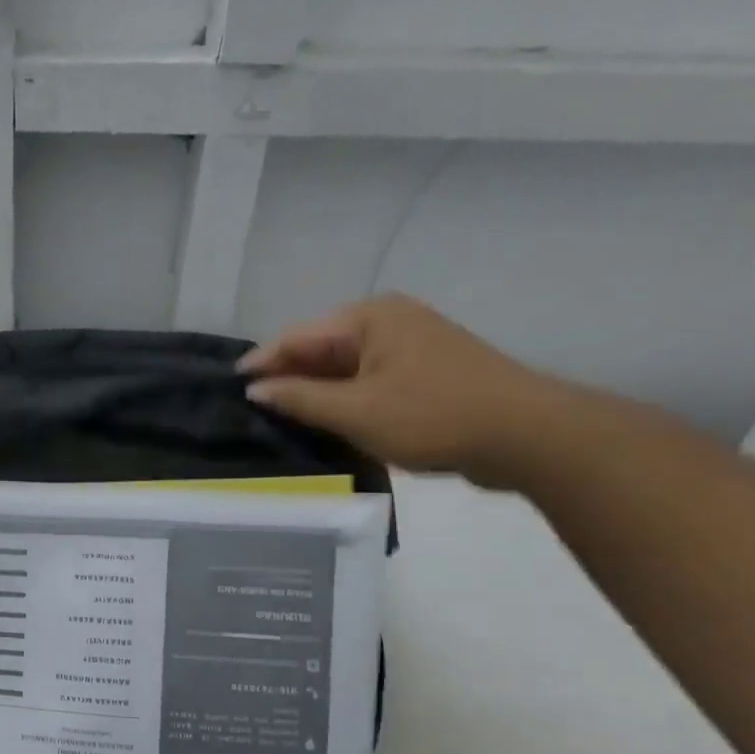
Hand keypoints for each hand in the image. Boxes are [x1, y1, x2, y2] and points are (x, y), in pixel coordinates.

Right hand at [240, 294, 562, 486]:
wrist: (524, 435)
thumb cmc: (432, 416)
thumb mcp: (356, 411)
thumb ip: (300, 399)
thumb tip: (256, 390)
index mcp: (370, 318)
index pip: (298, 336)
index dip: (262, 362)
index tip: (230, 386)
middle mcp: (388, 322)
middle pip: (320, 350)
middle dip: (288, 379)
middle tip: (251, 410)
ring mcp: (409, 347)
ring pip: (344, 369)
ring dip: (315, 394)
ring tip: (279, 421)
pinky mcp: (423, 374)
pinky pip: (367, 383)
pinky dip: (343, 401)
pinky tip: (325, 424)